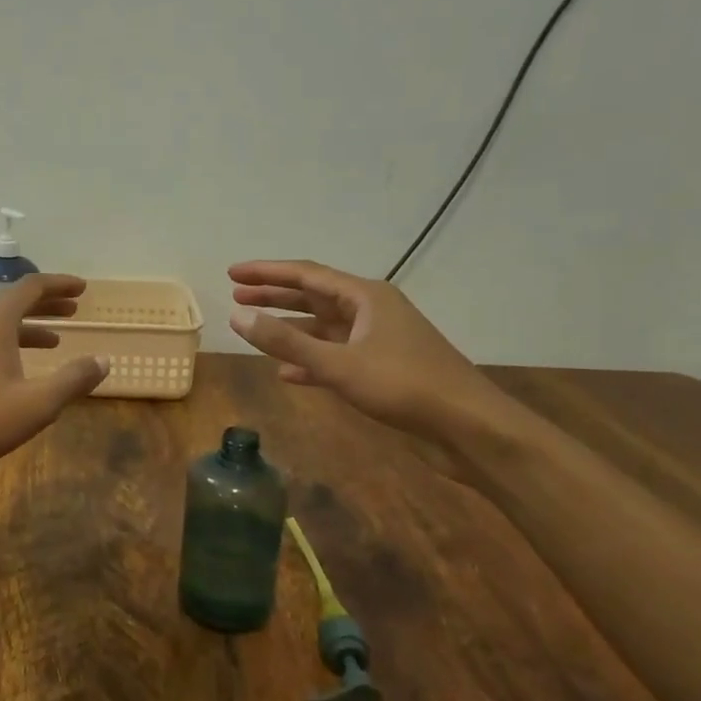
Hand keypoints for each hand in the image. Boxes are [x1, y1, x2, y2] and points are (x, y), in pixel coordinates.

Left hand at [0, 274, 108, 478]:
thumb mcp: (36, 404)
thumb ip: (73, 380)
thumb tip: (103, 361)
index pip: (31, 287)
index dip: (59, 285)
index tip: (83, 289)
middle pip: (12, 302)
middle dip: (46, 304)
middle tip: (74, 309)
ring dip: (27, 327)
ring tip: (55, 341)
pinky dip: (6, 344)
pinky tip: (16, 370)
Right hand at [227, 260, 495, 436]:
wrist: (468, 428)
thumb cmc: (404, 386)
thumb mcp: (338, 363)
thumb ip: (286, 341)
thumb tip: (237, 316)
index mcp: (365, 297)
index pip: (306, 274)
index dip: (266, 273)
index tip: (232, 273)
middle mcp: (371, 311)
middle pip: (313, 296)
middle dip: (275, 295)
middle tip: (237, 294)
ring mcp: (377, 340)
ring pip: (322, 327)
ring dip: (289, 328)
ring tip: (254, 328)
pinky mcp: (381, 369)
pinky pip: (335, 356)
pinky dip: (309, 361)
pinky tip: (287, 373)